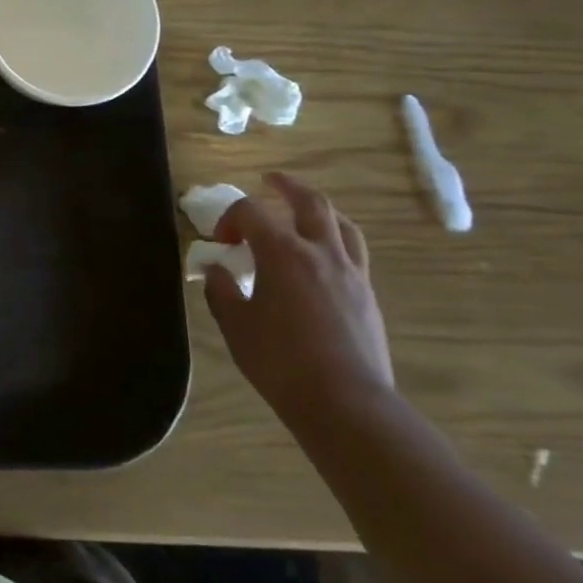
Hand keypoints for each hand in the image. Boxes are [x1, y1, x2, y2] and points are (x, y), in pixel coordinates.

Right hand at [205, 173, 394, 430]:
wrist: (344, 401)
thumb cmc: (279, 360)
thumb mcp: (236, 324)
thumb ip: (222, 290)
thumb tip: (216, 269)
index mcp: (282, 253)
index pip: (251, 211)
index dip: (230, 218)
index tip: (219, 242)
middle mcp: (320, 252)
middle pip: (309, 202)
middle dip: (287, 187)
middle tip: (270, 180)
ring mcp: (351, 273)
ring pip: (341, 224)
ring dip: (319, 210)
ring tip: (303, 212)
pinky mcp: (366, 295)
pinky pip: (353, 251)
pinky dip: (335, 240)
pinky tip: (322, 257)